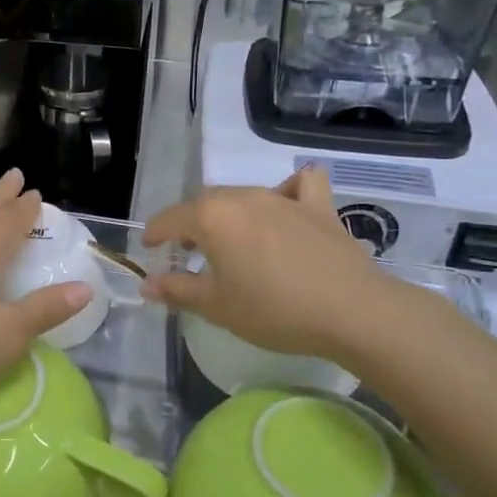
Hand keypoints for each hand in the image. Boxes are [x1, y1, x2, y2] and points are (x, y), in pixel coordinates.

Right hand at [140, 168, 404, 366]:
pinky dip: (288, 189)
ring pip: (242, 194)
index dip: (155, 233)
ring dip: (228, 212)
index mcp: (212, 217)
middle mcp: (243, 197)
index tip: (148, 248)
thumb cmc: (274, 310)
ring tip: (230, 238)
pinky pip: (299, 185)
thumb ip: (177, 290)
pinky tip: (287, 204)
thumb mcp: (217, 306)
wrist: (351, 311)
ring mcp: (282, 197)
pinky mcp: (317, 206)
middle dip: (190, 223)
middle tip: (187, 251)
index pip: (170, 219)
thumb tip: (145, 284)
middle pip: (205, 203)